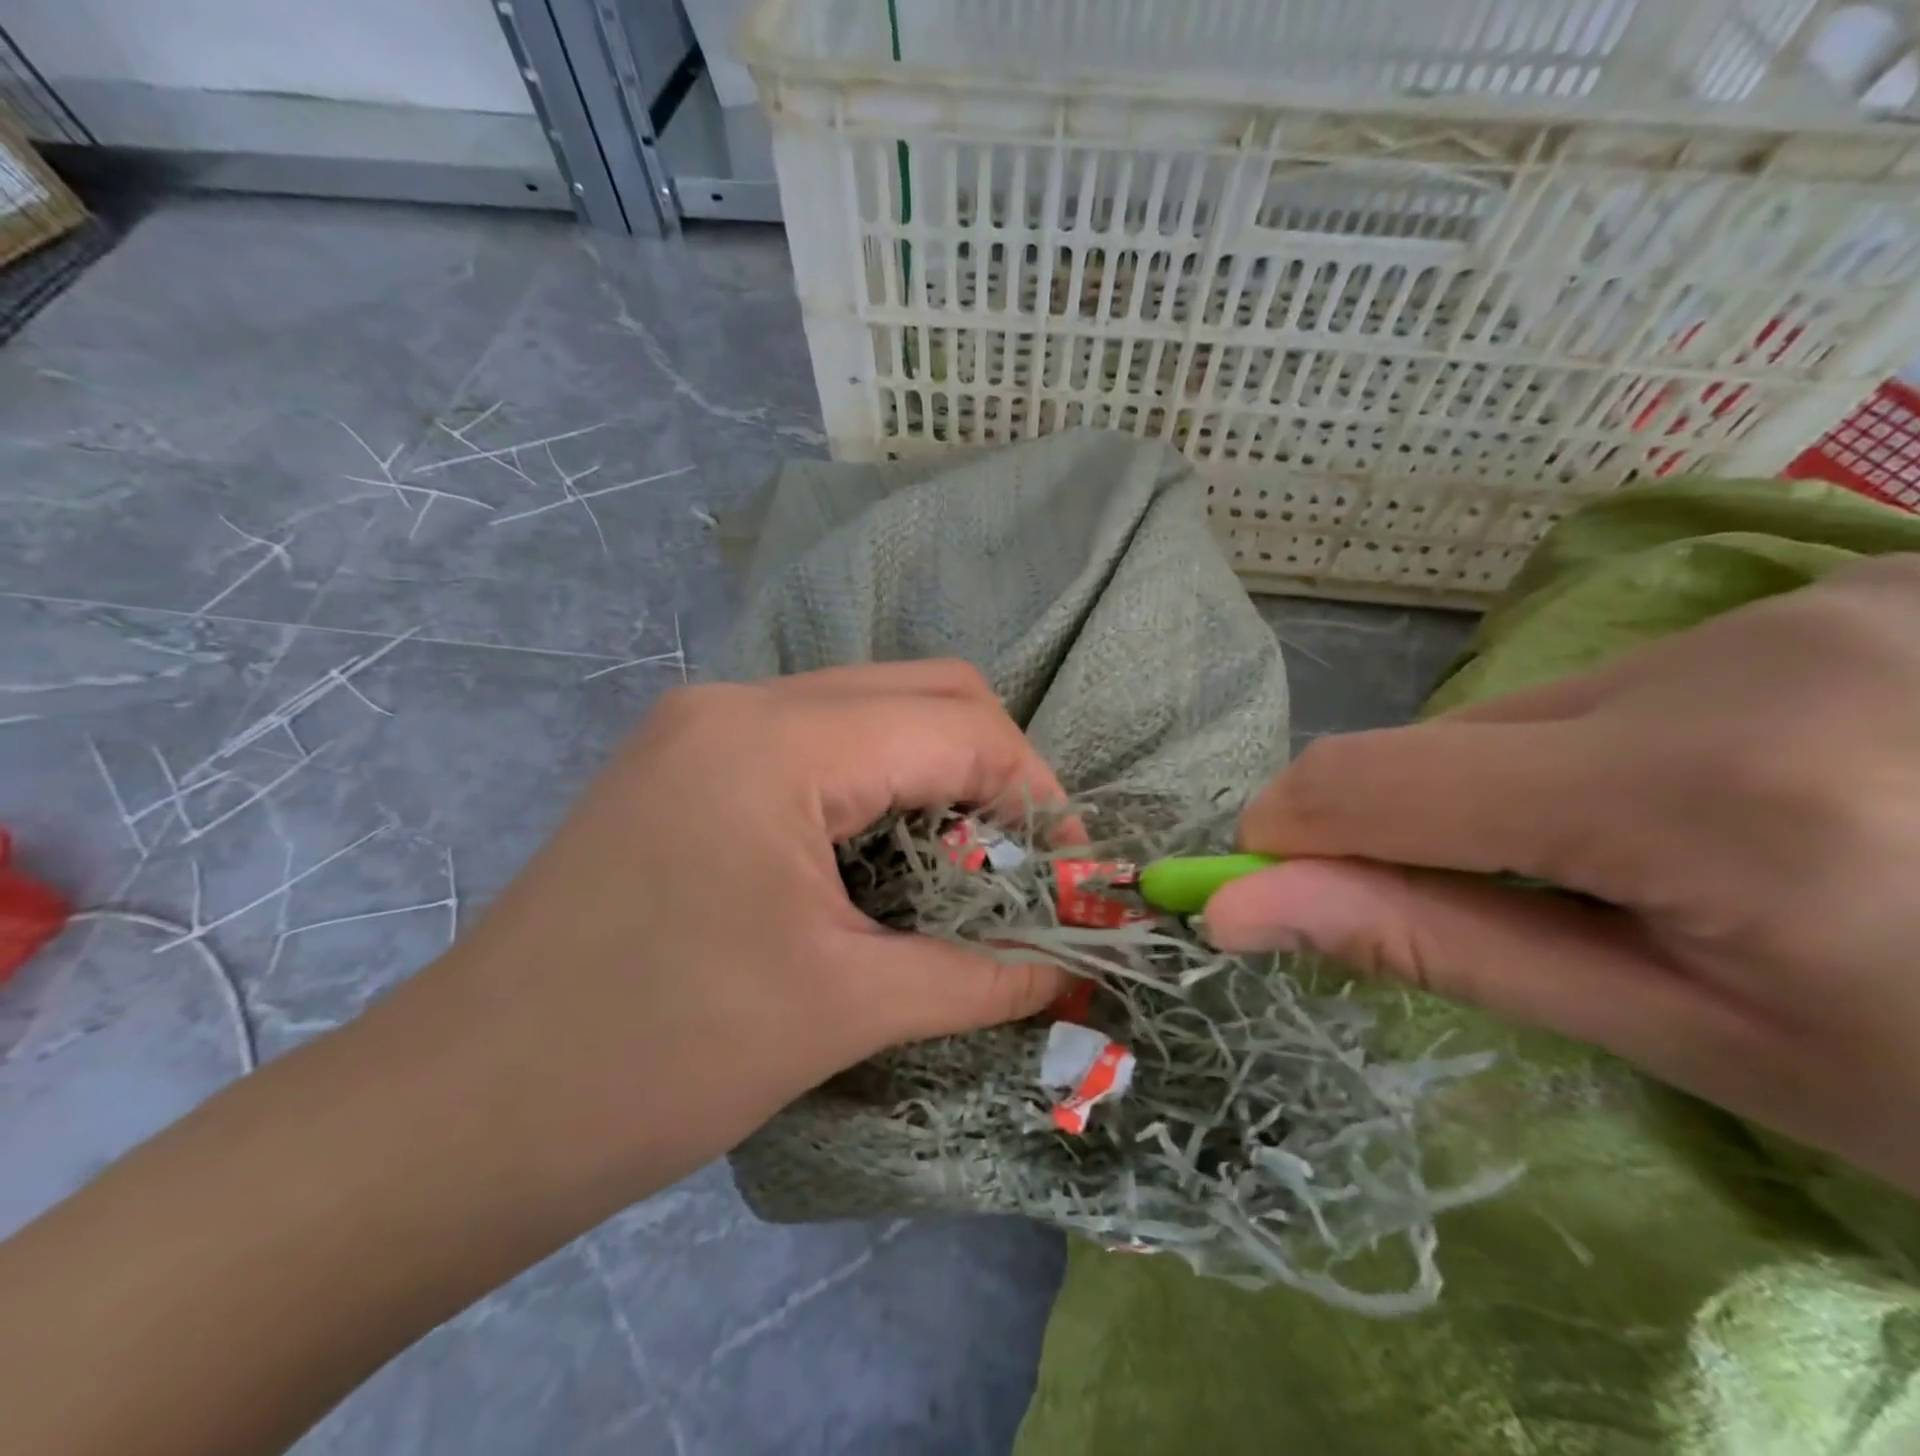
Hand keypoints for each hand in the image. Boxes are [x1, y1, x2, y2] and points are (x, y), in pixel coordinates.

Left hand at [439, 659, 1069, 1209]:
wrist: (453, 1117)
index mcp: (779, 740)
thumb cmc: (654, 1058)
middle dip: (995, 773)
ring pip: (868, 712)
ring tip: (961, 869)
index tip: (1073, 873)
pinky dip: (875, 789)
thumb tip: (1072, 973)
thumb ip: (976, 977)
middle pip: (921, 693)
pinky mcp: (683, 765)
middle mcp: (740, 702)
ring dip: (934, 778)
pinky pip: (815, 745)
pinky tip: (880, 862)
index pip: (961, 726)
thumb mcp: (841, 1010)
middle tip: (1024, 865)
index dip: (1039, 794)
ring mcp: (702, 727)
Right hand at [1205, 555, 1919, 1195]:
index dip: (1282, 833)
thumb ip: (1442, 948)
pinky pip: (1626, 684)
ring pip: (1534, 710)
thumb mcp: (1696, 1039)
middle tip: (1493, 917)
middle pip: (1452, 742)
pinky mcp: (1848, 587)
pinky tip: (1720, 808)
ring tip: (1640, 872)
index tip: (1254, 891)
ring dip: (1516, 795)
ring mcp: (1812, 597)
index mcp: (1709, 790)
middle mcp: (1742, 652)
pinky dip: (1602, 756)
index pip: (1376, 782)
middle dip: (1416, 828)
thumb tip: (1244, 910)